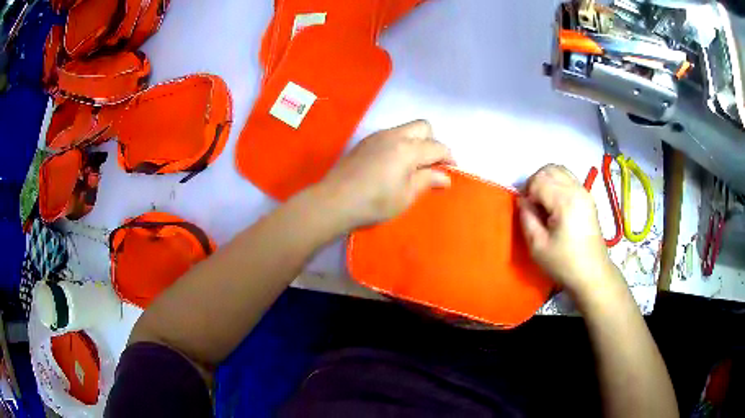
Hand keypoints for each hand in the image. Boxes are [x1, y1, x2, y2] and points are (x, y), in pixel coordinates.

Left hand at [315, 120, 453, 229]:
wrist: (334, 201)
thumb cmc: (374, 203)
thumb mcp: (406, 196)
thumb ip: (427, 180)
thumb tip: (445, 176)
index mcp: (408, 149)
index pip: (437, 146)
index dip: (448, 157)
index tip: (452, 170)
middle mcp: (394, 135)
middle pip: (423, 126)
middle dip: (432, 141)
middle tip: (431, 164)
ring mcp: (377, 136)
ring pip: (405, 129)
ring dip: (415, 142)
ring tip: (412, 166)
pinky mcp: (365, 142)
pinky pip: (390, 135)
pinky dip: (399, 144)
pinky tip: (392, 164)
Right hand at [519, 164, 618, 295]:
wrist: (592, 273)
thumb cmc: (564, 263)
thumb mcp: (538, 246)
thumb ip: (526, 218)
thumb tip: (522, 200)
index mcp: (565, 201)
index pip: (539, 180)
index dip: (527, 192)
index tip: (527, 211)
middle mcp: (577, 189)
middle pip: (549, 169)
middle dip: (535, 182)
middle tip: (532, 204)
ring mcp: (585, 191)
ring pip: (559, 170)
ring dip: (546, 180)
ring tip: (543, 202)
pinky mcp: (588, 197)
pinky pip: (568, 178)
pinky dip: (557, 183)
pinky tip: (555, 204)